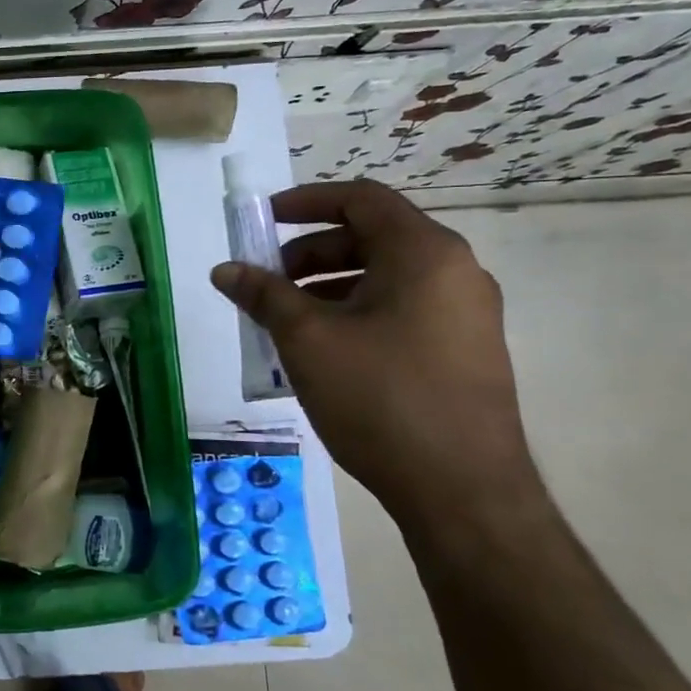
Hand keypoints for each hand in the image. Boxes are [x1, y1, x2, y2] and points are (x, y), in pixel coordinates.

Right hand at [210, 179, 540, 526]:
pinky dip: (356, 313)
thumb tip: (225, 269)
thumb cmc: (381, 398)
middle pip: (372, 238)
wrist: (463, 491)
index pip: (360, 199)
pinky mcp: (465, 350)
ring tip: (285, 323)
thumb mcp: (308, 340)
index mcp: (424, 253)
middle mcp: (455, 271)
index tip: (261, 220)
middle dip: (309, 253)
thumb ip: (264, 295)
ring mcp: (465, 313)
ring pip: (385, 278)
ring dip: (328, 287)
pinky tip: (323, 352)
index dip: (304, 202)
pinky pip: (402, 310)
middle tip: (266, 283)